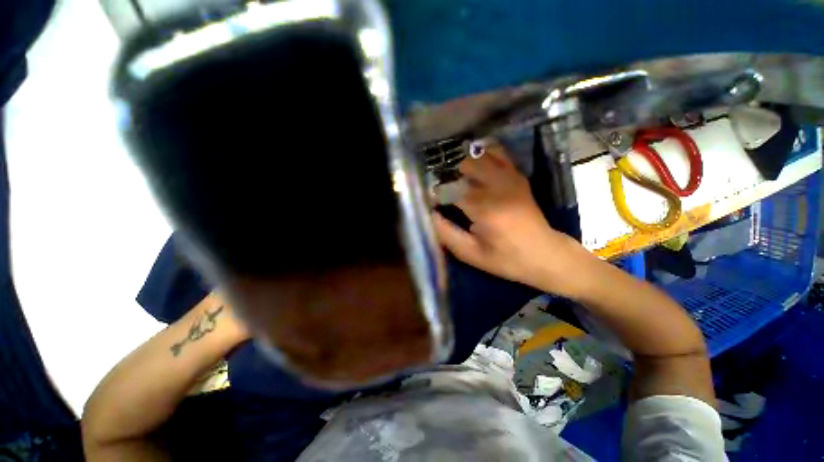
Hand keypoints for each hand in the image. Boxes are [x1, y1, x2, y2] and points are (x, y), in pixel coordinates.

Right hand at [433, 142, 588, 296]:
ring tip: (457, 181)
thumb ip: (446, 233)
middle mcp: (497, 186)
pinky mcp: (517, 176)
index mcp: (484, 208)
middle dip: (448, 178)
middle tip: (445, 193)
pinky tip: (474, 166)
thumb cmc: (506, 259)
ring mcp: (510, 177)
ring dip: (463, 166)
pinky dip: (482, 155)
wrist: (545, 254)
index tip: (430, 203)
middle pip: (462, 167)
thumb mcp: (471, 254)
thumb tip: (430, 214)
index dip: (435, 195)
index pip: (449, 191)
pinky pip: (497, 153)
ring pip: (478, 157)